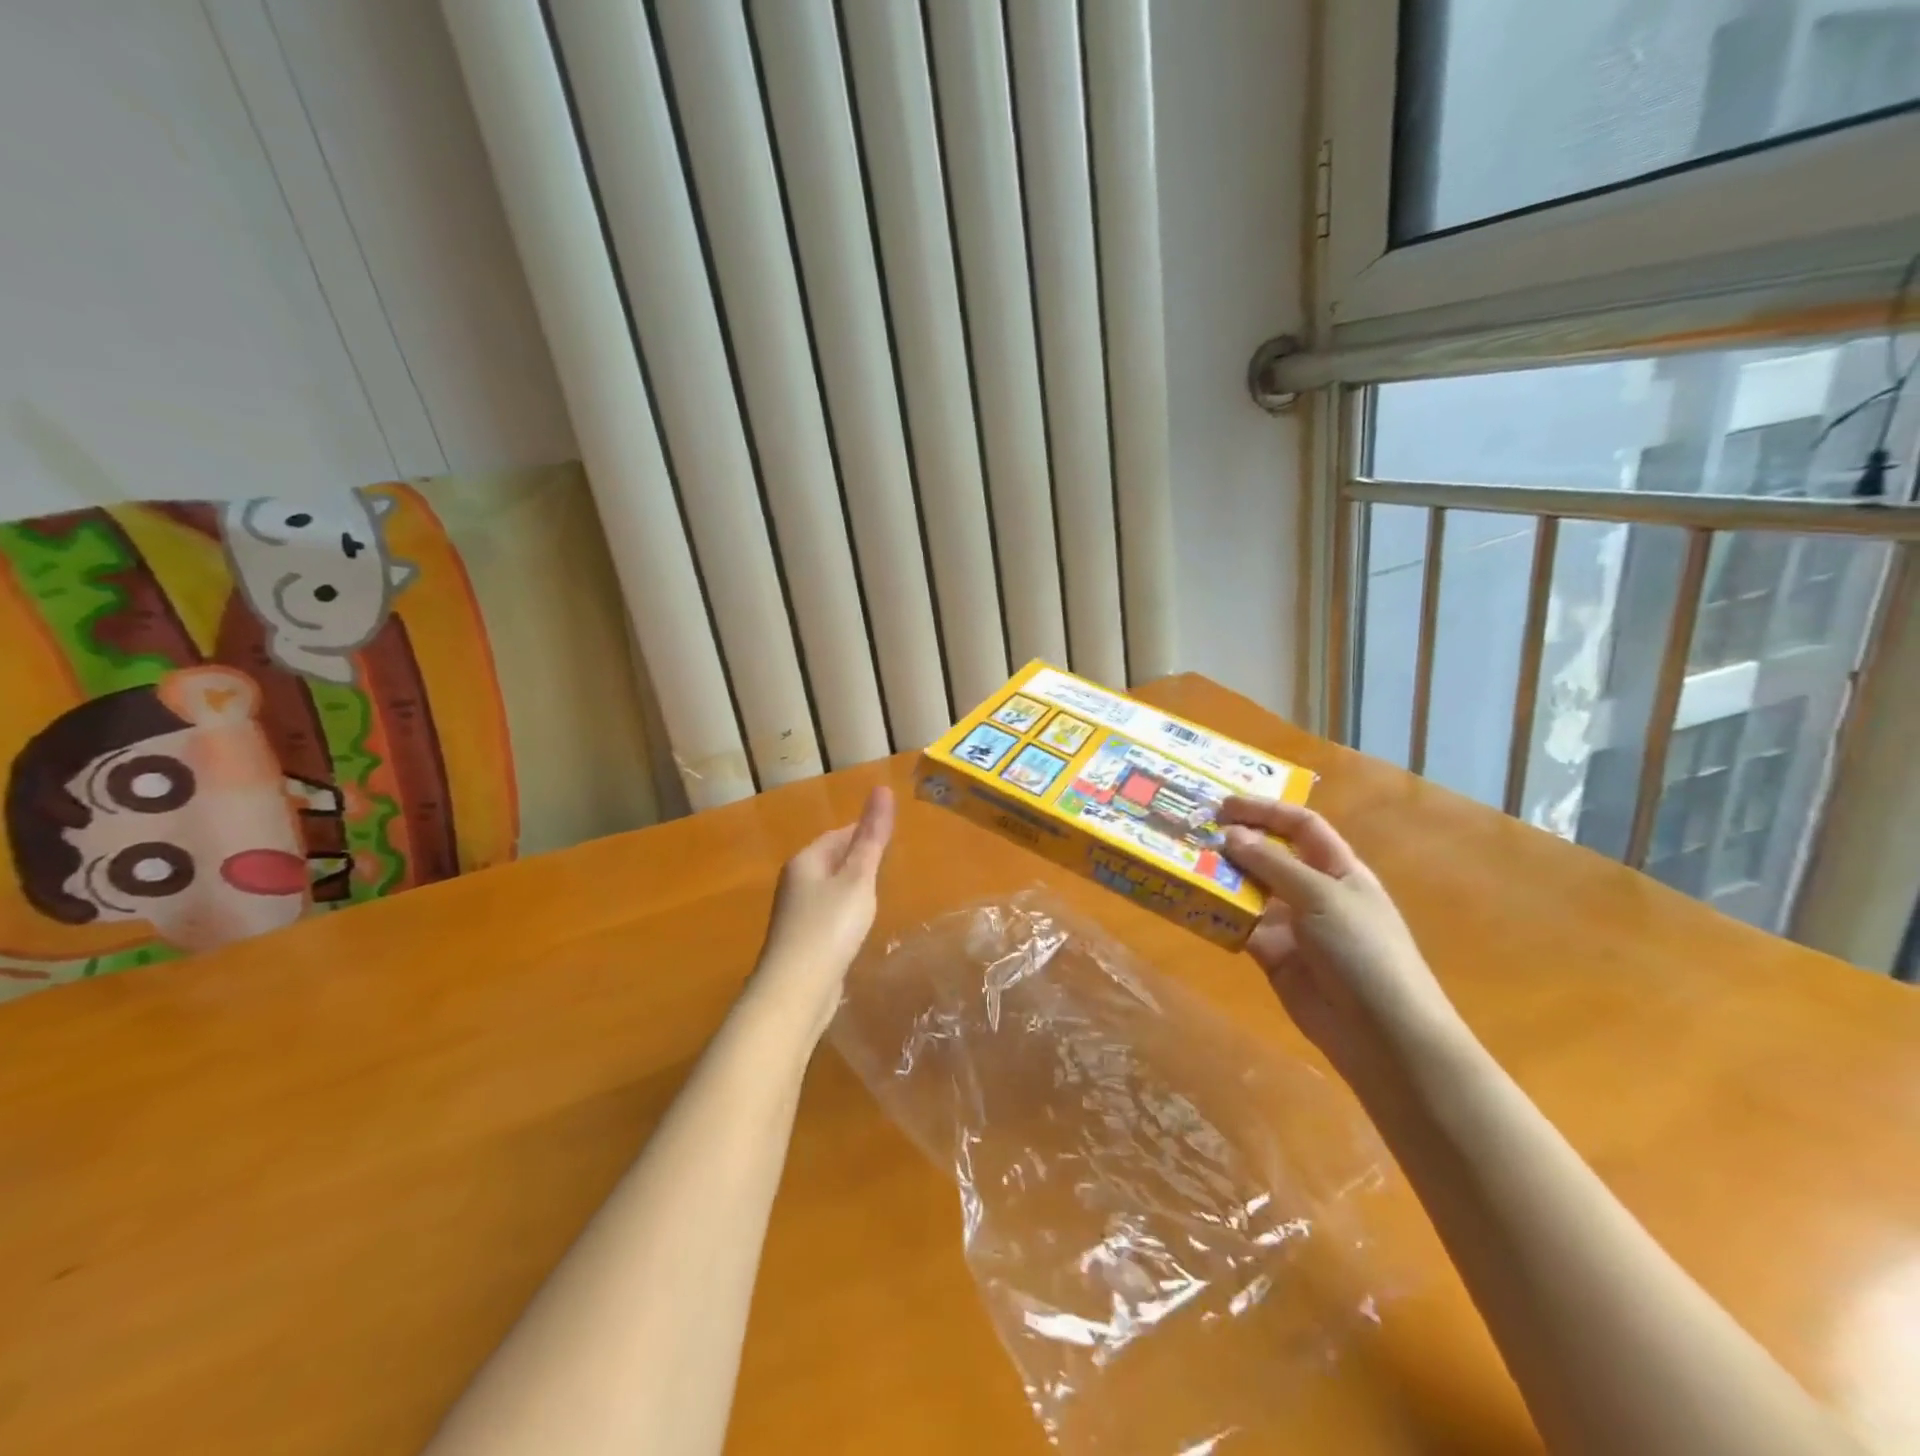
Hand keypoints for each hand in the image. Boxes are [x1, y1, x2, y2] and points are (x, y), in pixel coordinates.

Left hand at [749, 787, 895, 1042]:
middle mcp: (795, 882)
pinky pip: (826, 915)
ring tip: (878, 892)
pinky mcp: (801, 941)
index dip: (863, 831)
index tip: (889, 834)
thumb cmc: (830, 926)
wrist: (796, 990)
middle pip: (830, 860)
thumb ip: (872, 837)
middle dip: (856, 858)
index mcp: (806, 860)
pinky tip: (857, 925)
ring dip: (850, 887)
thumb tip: (882, 788)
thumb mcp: (858, 877)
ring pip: (828, 889)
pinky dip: (844, 913)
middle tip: (889, 862)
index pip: (838, 835)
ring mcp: (794, 914)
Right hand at [1219, 797, 1463, 1094]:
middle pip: (1270, 855)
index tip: (1223, 805)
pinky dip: (1217, 914)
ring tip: (1183, 863)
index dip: (1265, 811)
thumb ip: (1272, 864)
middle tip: (1192, 833)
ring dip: (1220, 877)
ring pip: (1249, 890)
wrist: (1381, 1032)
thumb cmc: (1362, 949)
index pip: (1300, 825)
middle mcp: (1313, 891)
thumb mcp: (1321, 896)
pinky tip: (1191, 904)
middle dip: (1235, 842)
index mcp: (1338, 868)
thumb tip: (1230, 834)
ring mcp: (1291, 924)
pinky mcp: (1271, 954)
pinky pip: (1239, 926)